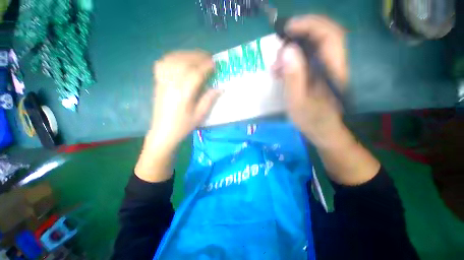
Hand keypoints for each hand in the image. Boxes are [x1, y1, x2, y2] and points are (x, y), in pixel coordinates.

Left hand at [135, 51, 219, 181]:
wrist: (163, 132)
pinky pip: (162, 63)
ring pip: (173, 60)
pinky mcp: (157, 82)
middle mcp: (171, 84)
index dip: (206, 66)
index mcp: (183, 94)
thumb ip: (209, 100)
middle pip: (184, 63)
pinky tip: (179, 59)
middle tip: (208, 57)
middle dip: (197, 57)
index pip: (195, 73)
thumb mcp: (199, 115)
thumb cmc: (183, 126)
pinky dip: (172, 58)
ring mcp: (162, 82)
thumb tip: (220, 88)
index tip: (214, 63)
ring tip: (196, 56)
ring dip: (186, 55)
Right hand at [274, 15, 347, 146]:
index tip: (288, 27)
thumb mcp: (297, 101)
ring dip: (292, 52)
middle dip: (298, 37)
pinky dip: (292, 62)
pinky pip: (306, 60)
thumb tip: (286, 51)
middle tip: (278, 52)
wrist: (323, 131)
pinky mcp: (318, 74)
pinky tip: (280, 72)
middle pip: (321, 36)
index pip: (328, 34)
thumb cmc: (311, 119)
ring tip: (276, 67)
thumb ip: (293, 76)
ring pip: (311, 48)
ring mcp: (325, 69)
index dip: (309, 24)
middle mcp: (332, 64)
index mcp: (332, 69)